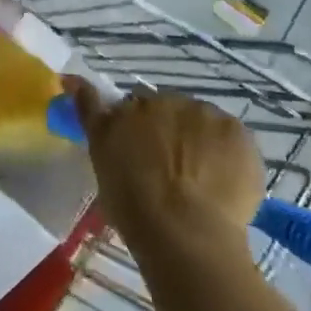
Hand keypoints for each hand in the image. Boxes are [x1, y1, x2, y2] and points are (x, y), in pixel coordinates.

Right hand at [63, 79, 264, 263]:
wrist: (185, 232)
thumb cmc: (132, 202)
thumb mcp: (100, 156)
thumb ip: (90, 113)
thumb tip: (71, 78)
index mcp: (129, 106)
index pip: (131, 105)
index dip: (135, 128)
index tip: (137, 153)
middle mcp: (167, 101)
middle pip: (168, 110)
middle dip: (168, 131)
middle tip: (167, 171)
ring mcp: (206, 115)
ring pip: (201, 122)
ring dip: (198, 140)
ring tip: (199, 181)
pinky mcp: (239, 134)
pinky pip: (231, 138)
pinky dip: (228, 154)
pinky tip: (222, 183)